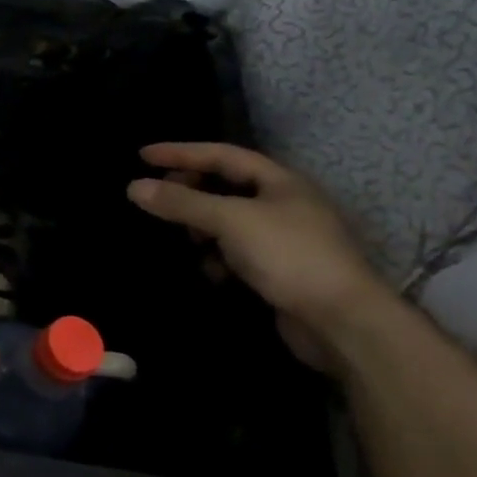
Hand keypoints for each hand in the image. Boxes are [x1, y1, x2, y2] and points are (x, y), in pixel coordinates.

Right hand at [127, 142, 396, 372]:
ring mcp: (284, 238)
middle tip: (158, 196)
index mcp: (280, 181)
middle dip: (190, 190)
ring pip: (228, 221)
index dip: (181, 152)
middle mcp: (283, 204)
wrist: (343, 324)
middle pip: (225, 186)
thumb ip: (182, 202)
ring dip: (202, 227)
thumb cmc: (290, 256)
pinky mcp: (280, 270)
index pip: (222, 154)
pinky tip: (210, 271)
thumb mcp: (230, 221)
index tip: (142, 156)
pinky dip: (218, 257)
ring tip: (183, 236)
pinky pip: (237, 252)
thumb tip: (133, 187)